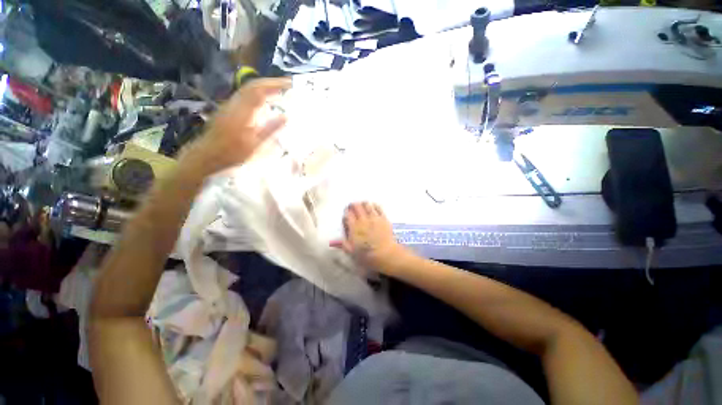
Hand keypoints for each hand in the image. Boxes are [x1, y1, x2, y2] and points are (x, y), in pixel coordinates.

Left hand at [182, 78, 290, 174]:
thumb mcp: (255, 145)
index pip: (259, 90)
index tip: (291, 84)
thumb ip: (270, 130)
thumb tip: (286, 116)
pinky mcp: (228, 110)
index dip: (275, 84)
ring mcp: (230, 106)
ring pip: (248, 90)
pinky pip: (245, 97)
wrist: (206, 156)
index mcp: (242, 112)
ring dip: (265, 87)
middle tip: (288, 85)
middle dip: (271, 83)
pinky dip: (258, 95)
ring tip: (280, 91)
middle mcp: (235, 104)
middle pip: (253, 86)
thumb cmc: (232, 154)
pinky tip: (265, 102)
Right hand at [331, 202, 407, 270]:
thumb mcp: (352, 252)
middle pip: (356, 206)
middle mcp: (363, 220)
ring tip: (362, 206)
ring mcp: (374, 218)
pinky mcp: (383, 218)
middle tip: (352, 207)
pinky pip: (378, 207)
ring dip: (363, 204)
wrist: (386, 254)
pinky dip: (374, 205)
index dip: (346, 212)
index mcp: (354, 228)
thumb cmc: (367, 256)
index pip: (348, 214)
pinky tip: (373, 206)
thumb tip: (333, 241)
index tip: (346, 214)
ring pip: (367, 205)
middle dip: (353, 205)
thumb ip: (343, 244)